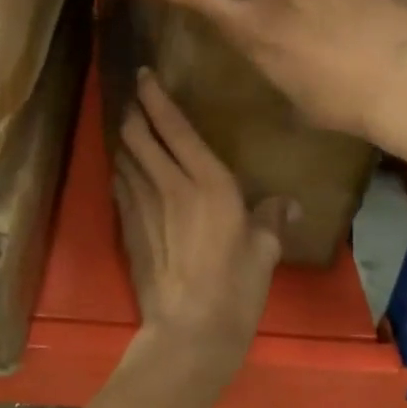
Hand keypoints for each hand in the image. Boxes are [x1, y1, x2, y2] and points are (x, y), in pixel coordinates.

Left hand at [114, 70, 286, 384]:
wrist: (187, 332)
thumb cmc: (234, 290)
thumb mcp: (263, 253)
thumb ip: (271, 220)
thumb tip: (287, 203)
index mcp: (208, 182)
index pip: (174, 126)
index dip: (155, 96)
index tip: (145, 75)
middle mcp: (170, 183)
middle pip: (138, 133)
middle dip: (133, 111)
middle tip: (135, 99)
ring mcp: (142, 204)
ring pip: (123, 155)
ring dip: (124, 138)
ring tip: (129, 128)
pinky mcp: (127, 226)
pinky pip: (119, 184)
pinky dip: (121, 169)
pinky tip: (126, 170)